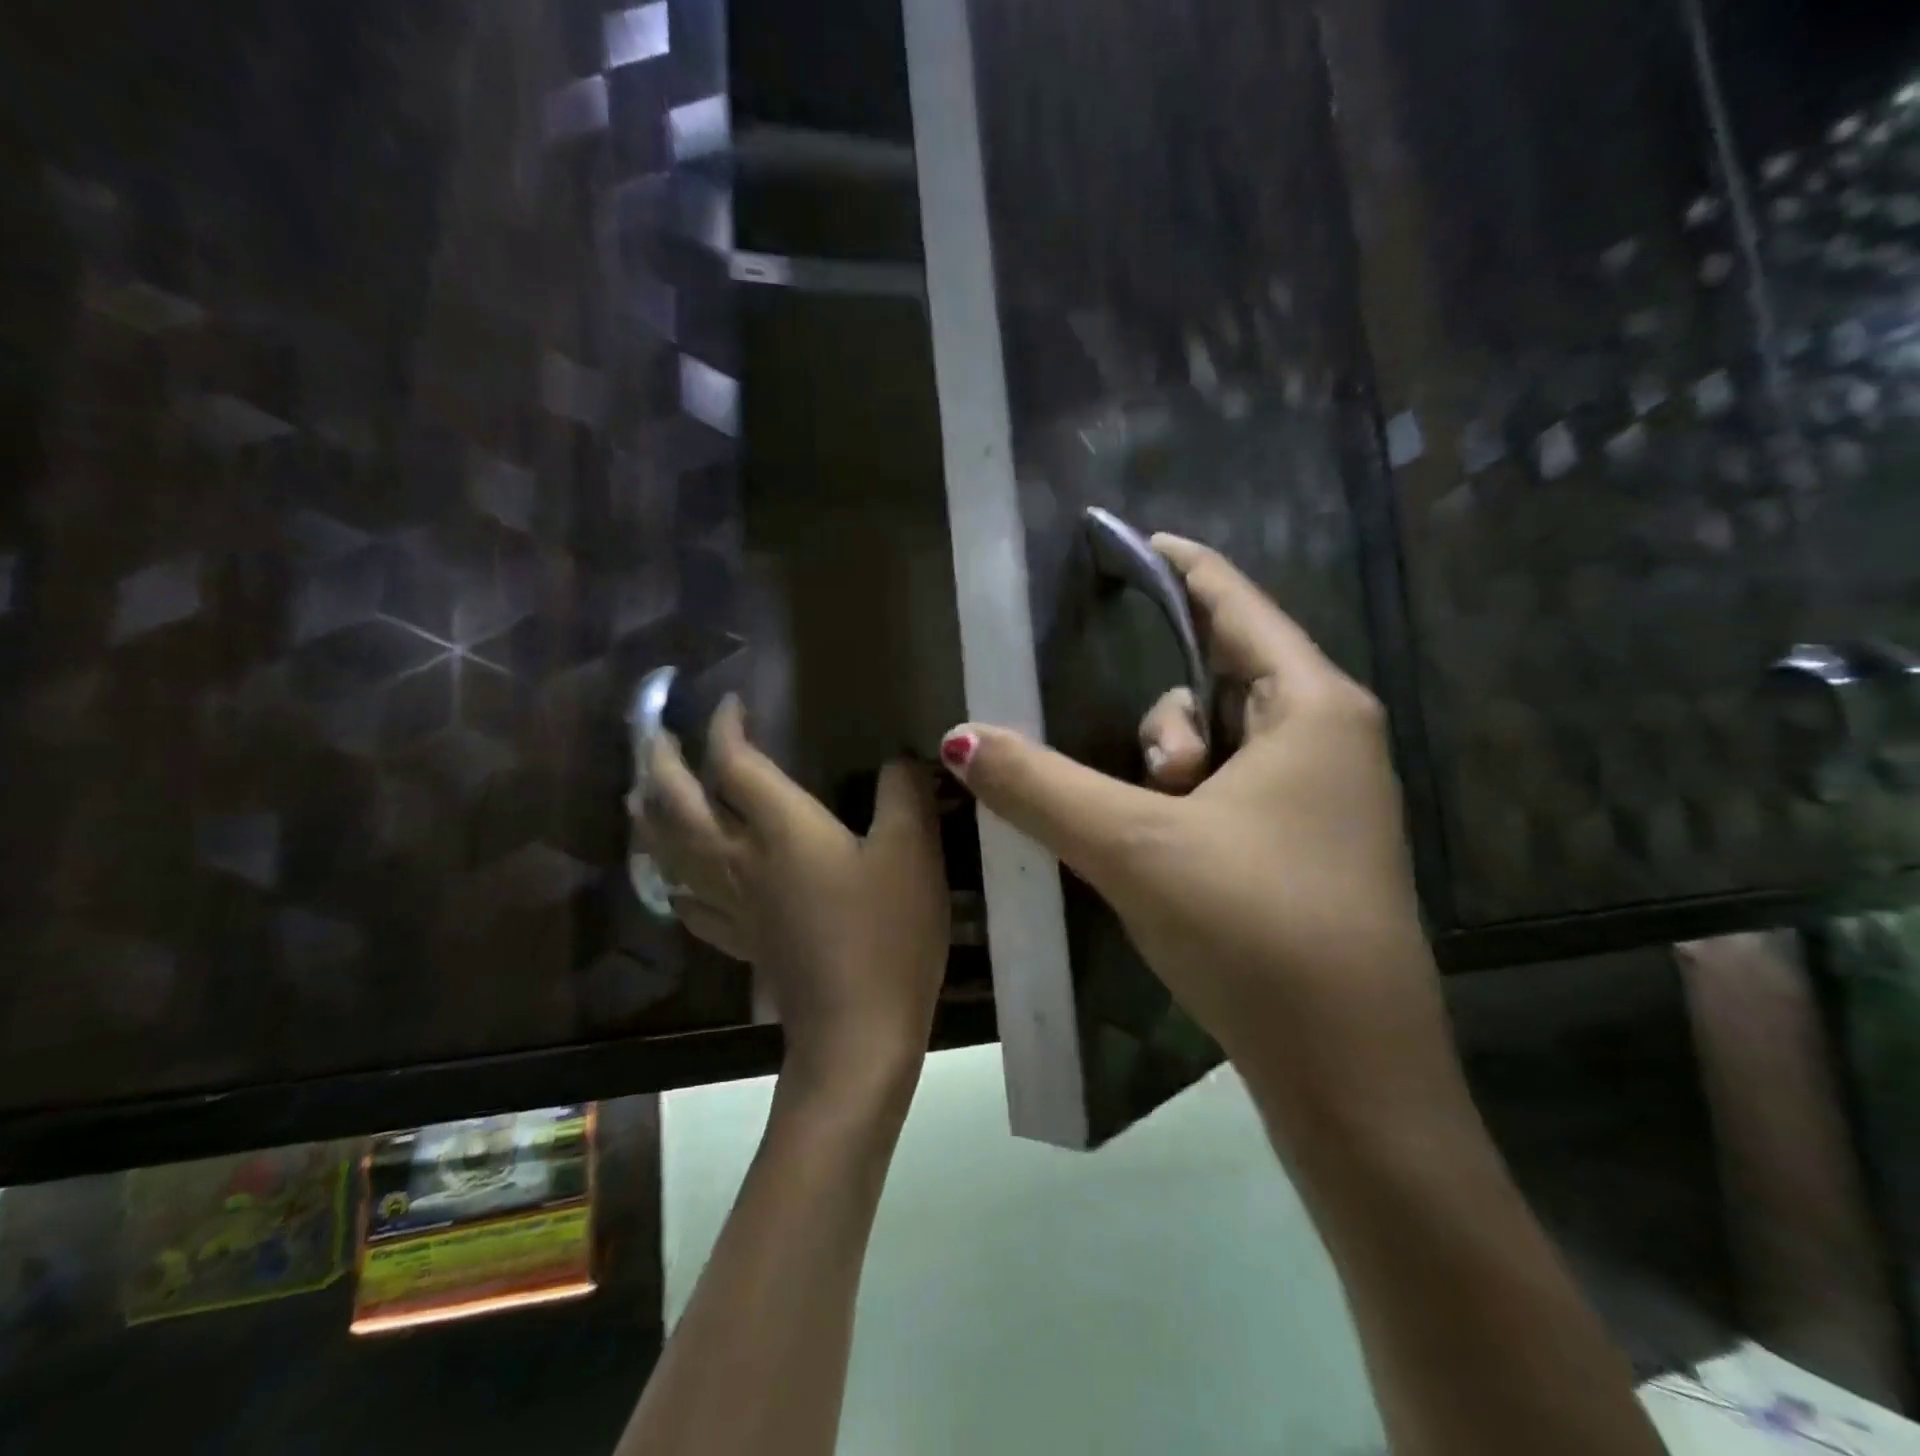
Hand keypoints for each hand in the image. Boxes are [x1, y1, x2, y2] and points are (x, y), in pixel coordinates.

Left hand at [636, 697, 949, 1098]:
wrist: (859, 1033)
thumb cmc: (888, 934)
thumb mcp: (913, 851)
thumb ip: (904, 793)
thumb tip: (900, 757)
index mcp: (780, 830)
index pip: (735, 764)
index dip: (726, 727)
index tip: (730, 703)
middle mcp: (742, 861)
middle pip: (680, 806)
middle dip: (661, 763)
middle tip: (652, 733)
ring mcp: (735, 906)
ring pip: (671, 853)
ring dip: (650, 817)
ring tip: (637, 795)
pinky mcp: (743, 942)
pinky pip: (691, 905)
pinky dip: (675, 882)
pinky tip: (676, 883)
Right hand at [939, 535, 1437, 1125]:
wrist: (1352, 1075)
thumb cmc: (1256, 931)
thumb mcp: (1134, 847)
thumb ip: (1040, 786)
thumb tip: (959, 738)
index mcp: (1313, 707)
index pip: (1236, 603)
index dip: (1180, 566)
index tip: (1127, 541)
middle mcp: (1331, 739)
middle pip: (1220, 678)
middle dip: (1163, 722)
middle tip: (1149, 786)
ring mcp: (1326, 798)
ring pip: (1220, 744)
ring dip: (1171, 776)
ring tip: (1158, 841)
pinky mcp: (1310, 848)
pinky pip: (1232, 790)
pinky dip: (1187, 805)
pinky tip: (1163, 853)